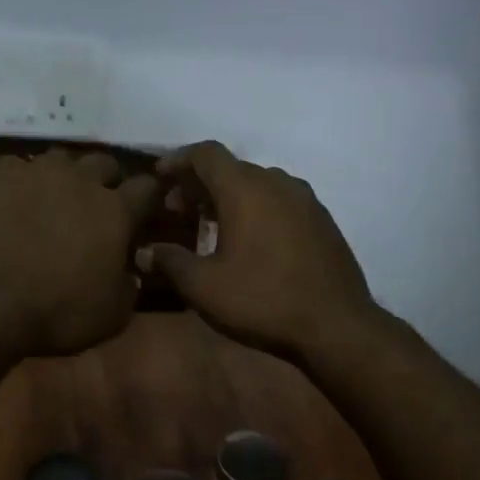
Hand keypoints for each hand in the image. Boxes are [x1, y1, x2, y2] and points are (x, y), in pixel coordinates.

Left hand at [0, 149, 159, 357]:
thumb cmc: (56, 312)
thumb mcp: (112, 315)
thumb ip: (129, 286)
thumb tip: (130, 271)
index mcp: (116, 212)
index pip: (147, 188)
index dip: (150, 196)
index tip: (147, 208)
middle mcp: (80, 180)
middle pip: (104, 163)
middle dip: (107, 180)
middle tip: (98, 205)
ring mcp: (36, 173)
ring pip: (61, 159)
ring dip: (65, 176)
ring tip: (55, 198)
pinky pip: (16, 167)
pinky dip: (21, 180)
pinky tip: (14, 200)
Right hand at [137, 142, 376, 360]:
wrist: (336, 325)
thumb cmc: (262, 300)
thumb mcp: (204, 287)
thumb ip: (170, 262)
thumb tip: (144, 253)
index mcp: (245, 189)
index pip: (206, 154)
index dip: (178, 160)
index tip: (159, 177)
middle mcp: (277, 182)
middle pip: (231, 168)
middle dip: (200, 184)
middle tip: (177, 210)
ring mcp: (305, 200)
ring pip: (258, 184)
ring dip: (229, 197)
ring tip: (210, 225)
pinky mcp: (322, 220)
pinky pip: (279, 201)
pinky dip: (256, 209)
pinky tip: (249, 240)